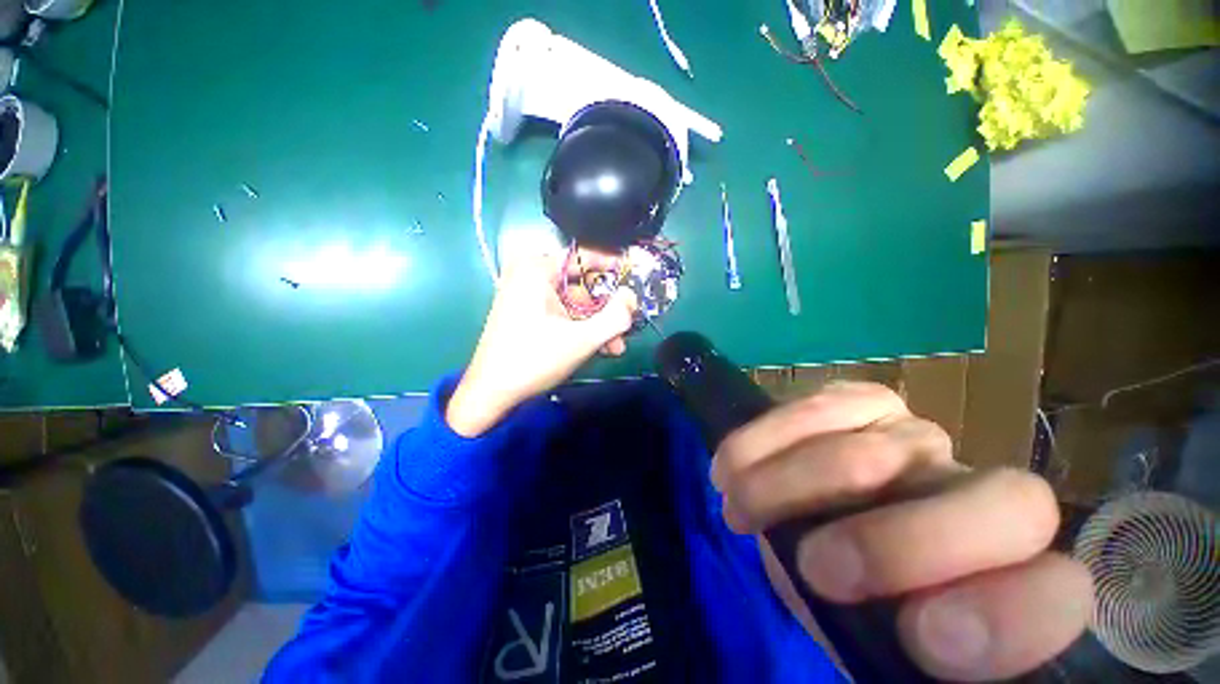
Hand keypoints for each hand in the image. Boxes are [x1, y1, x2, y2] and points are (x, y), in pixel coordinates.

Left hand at [446, 250, 634, 436]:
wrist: (491, 393)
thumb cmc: (534, 360)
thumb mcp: (582, 340)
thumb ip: (615, 317)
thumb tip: (631, 297)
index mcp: (537, 270)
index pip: (586, 256)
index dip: (614, 267)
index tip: (636, 280)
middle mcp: (531, 276)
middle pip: (583, 285)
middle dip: (607, 310)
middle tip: (625, 328)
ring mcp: (527, 296)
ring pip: (575, 304)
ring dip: (597, 324)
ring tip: (615, 348)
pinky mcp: (527, 313)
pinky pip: (562, 313)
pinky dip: (580, 328)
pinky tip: (597, 348)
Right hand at [712, 382, 1092, 681]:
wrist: (820, 519)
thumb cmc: (852, 598)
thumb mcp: (871, 637)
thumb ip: (890, 640)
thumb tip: (899, 631)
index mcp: (1007, 578)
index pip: (1056, 593)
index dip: (1005, 617)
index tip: (921, 635)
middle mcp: (981, 494)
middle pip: (996, 504)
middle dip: (892, 545)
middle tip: (811, 565)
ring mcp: (918, 435)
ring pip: (869, 454)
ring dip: (789, 487)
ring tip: (738, 510)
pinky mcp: (861, 400)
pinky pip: (815, 408)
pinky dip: (763, 440)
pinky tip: (732, 464)